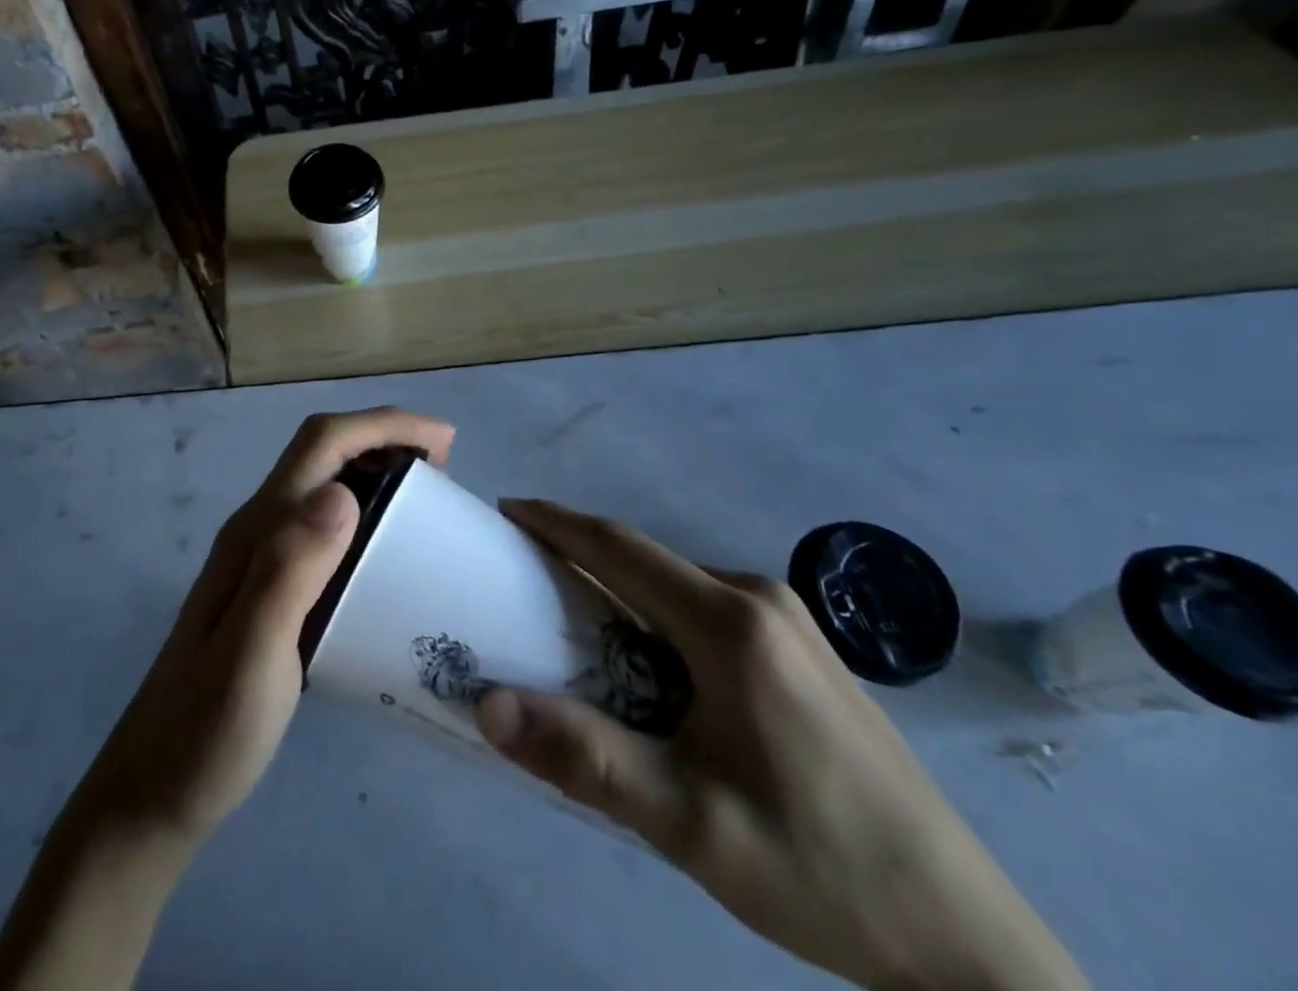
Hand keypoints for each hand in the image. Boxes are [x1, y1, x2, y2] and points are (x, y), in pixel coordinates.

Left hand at [70, 406, 455, 849]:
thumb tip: (341, 492)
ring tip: (428, 503)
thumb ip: (289, 571)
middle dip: (385, 439)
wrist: (153, 791)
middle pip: (323, 452)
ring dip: (376, 472)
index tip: (444, 440)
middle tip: (445, 471)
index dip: (383, 425)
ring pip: (324, 485)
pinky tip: (389, 554)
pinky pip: (325, 527)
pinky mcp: (271, 589)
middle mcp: (259, 529)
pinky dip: (366, 516)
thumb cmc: (207, 730)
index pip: (321, 444)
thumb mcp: (252, 655)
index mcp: (258, 530)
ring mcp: (262, 558)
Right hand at [475, 498, 1090, 990]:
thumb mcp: (689, 824)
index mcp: (730, 623)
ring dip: (618, 590)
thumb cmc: (818, 869)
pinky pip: (707, 606)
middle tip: (520, 577)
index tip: (505, 512)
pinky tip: (646, 662)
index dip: (556, 521)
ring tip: (569, 622)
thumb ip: (584, 757)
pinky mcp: (805, 649)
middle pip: (646, 560)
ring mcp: (790, 621)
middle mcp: (760, 599)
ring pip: (677, 583)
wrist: (965, 940)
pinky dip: (656, 613)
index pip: (619, 546)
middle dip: (578, 557)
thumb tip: (488, 705)